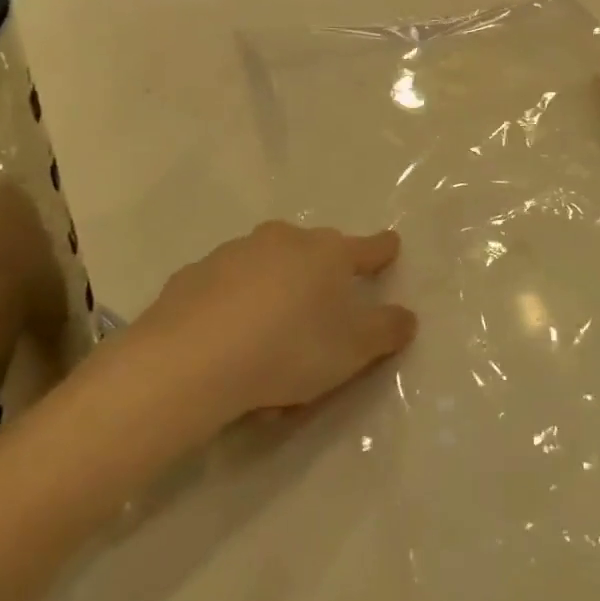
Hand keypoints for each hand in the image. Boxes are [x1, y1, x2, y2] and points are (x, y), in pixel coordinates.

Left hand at [116, 222, 416, 424]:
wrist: (192, 359)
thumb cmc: (288, 349)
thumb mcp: (353, 350)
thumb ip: (386, 331)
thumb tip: (407, 316)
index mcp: (327, 253)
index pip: (367, 248)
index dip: (382, 250)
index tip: (391, 244)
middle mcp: (283, 241)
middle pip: (312, 252)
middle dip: (321, 273)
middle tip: (321, 312)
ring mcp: (234, 253)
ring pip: (266, 267)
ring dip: (275, 291)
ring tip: (270, 340)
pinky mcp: (193, 275)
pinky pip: (226, 288)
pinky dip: (234, 306)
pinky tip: (228, 342)